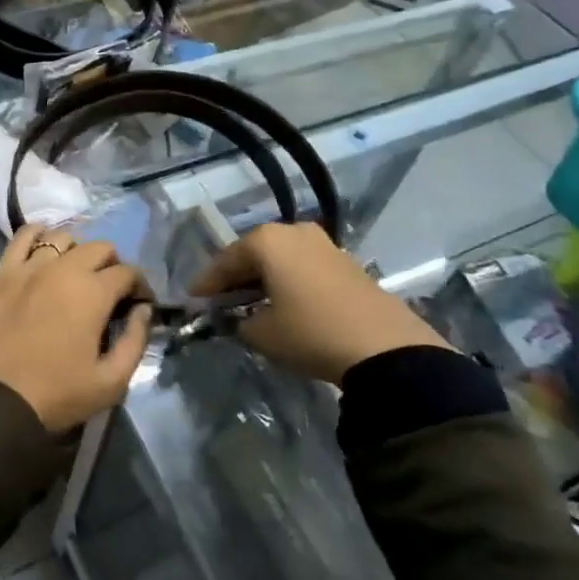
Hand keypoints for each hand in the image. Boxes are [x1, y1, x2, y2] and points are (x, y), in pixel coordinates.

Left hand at [0, 226, 153, 432]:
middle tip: (108, 289)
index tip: (138, 303)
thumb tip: (144, 310)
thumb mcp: (112, 381)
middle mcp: (65, 268)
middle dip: (112, 264)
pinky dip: (36, 234)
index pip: (127, 272)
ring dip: (77, 251)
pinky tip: (42, 245)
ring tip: (75, 272)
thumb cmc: (59, 394)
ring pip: (62, 238)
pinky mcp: (3, 272)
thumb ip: (136, 341)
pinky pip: (22, 237)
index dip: (139, 286)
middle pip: (99, 247)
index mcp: (94, 292)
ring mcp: (30, 266)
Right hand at [189, 223, 449, 384]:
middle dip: (236, 277)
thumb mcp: (263, 334)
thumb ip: (240, 322)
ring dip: (264, 278)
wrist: (385, 348)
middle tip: (220, 300)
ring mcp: (323, 244)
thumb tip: (240, 319)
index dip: (207, 283)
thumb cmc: (311, 332)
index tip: (193, 301)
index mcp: (266, 240)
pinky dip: (288, 281)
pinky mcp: (346, 262)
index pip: (225, 260)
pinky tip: (284, 303)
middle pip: (253, 254)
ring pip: (281, 259)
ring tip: (251, 303)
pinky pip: (303, 267)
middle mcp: (293, 231)